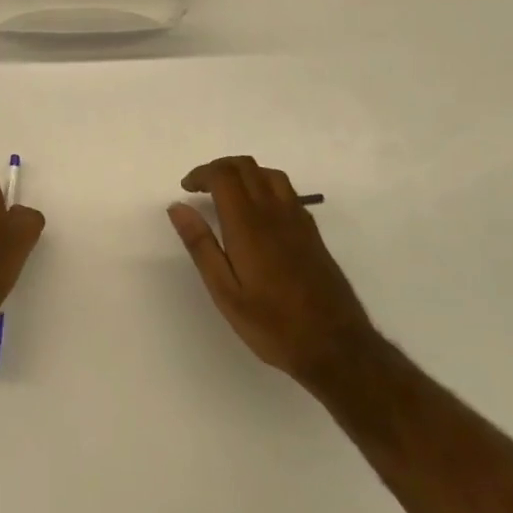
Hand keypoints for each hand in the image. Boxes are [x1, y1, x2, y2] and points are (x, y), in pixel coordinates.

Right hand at [168, 156, 373, 386]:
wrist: (335, 346)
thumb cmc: (272, 323)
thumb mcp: (225, 291)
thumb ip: (201, 245)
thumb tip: (178, 207)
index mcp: (248, 225)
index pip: (224, 175)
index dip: (201, 173)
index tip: (186, 188)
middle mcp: (275, 213)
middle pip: (246, 166)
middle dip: (219, 167)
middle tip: (200, 188)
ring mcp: (298, 220)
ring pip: (269, 174)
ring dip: (244, 174)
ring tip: (226, 195)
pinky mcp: (312, 233)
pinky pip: (286, 191)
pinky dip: (264, 186)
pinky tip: (257, 213)